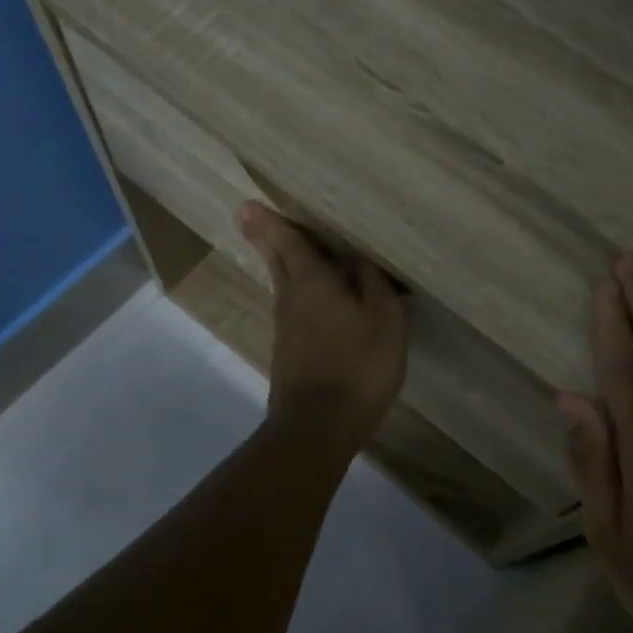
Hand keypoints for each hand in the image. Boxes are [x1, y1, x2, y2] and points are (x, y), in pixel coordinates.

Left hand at [237, 201, 406, 449]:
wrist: (318, 427)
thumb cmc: (357, 366)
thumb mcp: (384, 320)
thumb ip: (373, 285)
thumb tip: (359, 259)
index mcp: (313, 282)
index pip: (289, 242)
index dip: (271, 223)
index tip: (247, 205)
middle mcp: (291, 299)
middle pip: (277, 262)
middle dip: (267, 239)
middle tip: (252, 218)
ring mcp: (286, 329)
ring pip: (284, 287)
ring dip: (284, 266)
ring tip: (293, 252)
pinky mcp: (289, 354)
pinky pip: (293, 311)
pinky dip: (299, 296)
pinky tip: (315, 303)